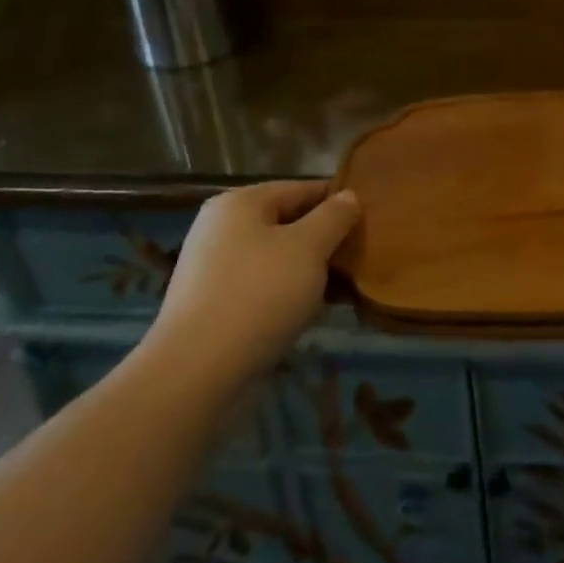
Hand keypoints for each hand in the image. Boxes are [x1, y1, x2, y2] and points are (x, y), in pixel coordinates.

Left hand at [146, 180, 360, 381]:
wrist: (195, 373)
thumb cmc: (259, 295)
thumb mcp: (309, 248)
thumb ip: (334, 217)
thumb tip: (349, 196)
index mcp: (240, 202)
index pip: (302, 189)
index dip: (338, 202)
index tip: (368, 222)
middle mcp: (221, 228)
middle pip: (288, 223)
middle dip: (324, 241)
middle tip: (358, 260)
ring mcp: (212, 268)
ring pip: (276, 258)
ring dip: (308, 271)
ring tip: (341, 290)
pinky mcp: (211, 305)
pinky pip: (260, 287)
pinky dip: (286, 295)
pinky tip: (309, 314)